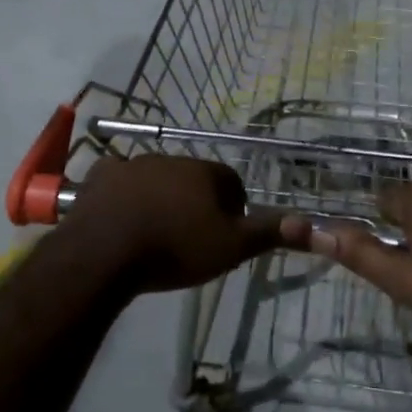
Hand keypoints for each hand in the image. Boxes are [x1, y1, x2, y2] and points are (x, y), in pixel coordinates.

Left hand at [57, 154, 284, 294]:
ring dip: (160, 196)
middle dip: (196, 199)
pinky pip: (117, 180)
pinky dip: (122, 194)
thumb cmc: (175, 248)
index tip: (226, 232)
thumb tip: (310, 222)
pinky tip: (120, 216)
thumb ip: (267, 233)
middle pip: (192, 177)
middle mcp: (170, 159)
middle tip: (192, 234)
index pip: (231, 181)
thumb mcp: (230, 247)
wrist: (107, 252)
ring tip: (157, 230)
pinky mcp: (101, 178)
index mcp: (203, 172)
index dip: (233, 206)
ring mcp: (132, 165)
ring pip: (156, 177)